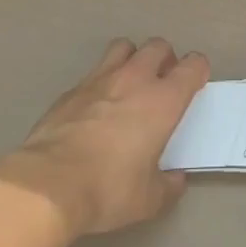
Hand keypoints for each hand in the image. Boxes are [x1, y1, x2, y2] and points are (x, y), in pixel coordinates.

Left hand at [0, 37, 208, 238]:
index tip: (196, 83)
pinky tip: (95, 107)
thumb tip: (176, 179)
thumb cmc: (108, 189)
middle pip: (158, 46)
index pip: (192, 66)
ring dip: (132, 58)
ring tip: (129, 83)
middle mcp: (135, 79)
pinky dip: (101, 82)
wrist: (48, 184)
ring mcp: (99, 79)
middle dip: (165, 58)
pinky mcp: (71, 89)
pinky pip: (93, 73)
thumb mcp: (148, 200)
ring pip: (123, 48)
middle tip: (162, 82)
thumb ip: (168, 185)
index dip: (198, 70)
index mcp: (163, 101)